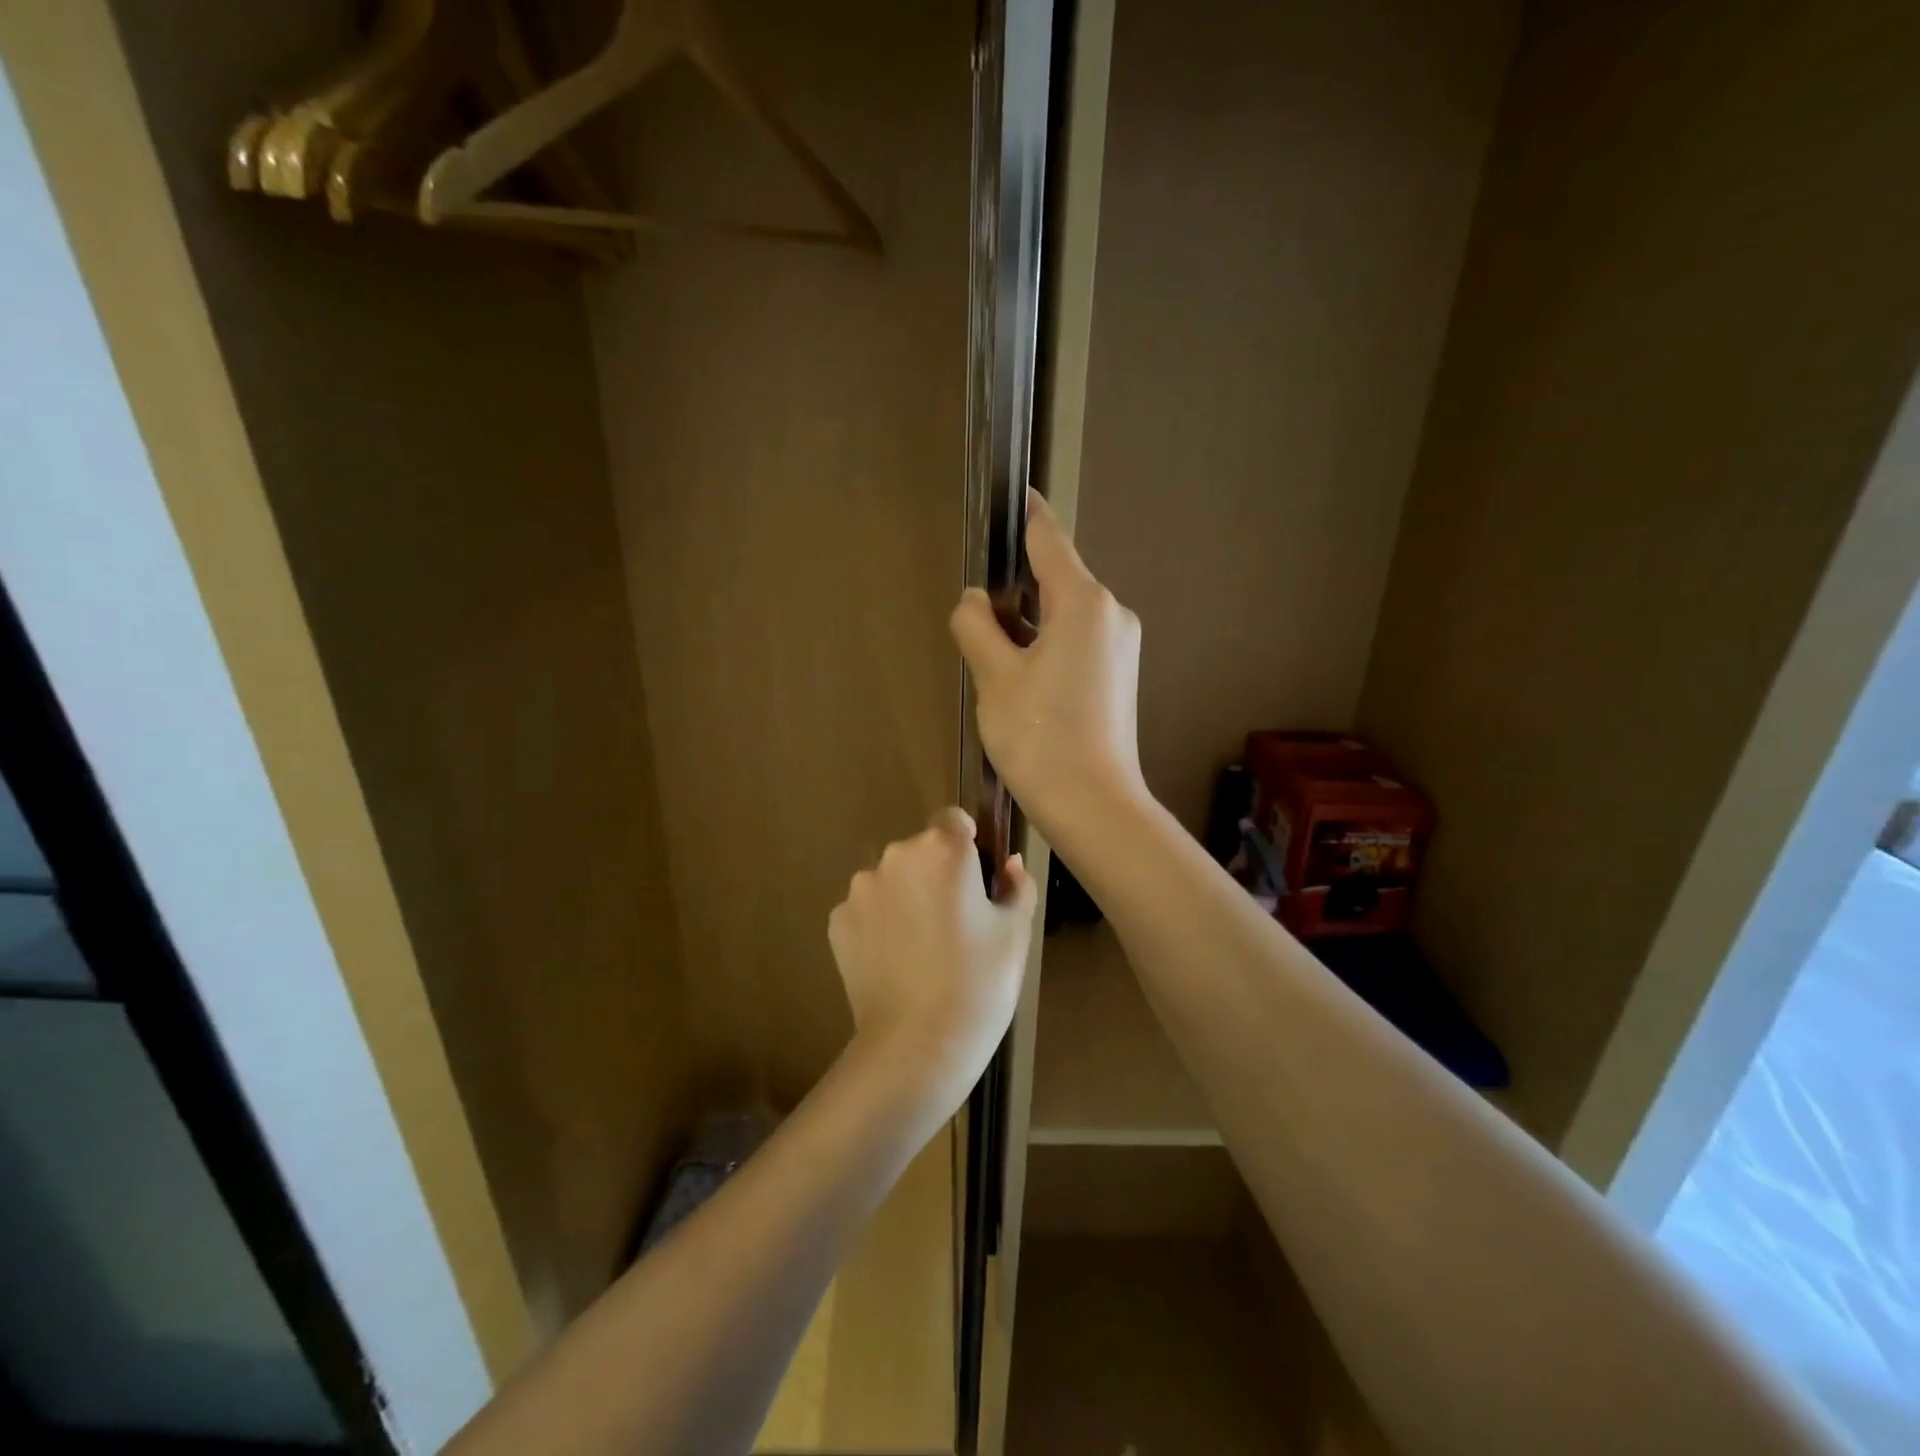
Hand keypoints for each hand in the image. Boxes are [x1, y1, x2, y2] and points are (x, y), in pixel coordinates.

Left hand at [828, 808, 1036, 1106]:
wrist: (917, 1047)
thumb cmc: (979, 984)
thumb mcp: (1015, 933)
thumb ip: (1017, 885)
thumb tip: (1009, 864)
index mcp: (943, 850)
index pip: (953, 820)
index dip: (967, 846)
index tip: (977, 883)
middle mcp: (895, 856)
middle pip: (921, 851)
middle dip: (937, 874)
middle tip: (957, 924)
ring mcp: (860, 889)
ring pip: (892, 880)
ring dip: (906, 898)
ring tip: (923, 949)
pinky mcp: (837, 922)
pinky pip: (867, 910)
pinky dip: (880, 925)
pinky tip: (896, 964)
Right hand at [948, 491, 1148, 838]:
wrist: (1093, 805)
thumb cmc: (1039, 736)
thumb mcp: (994, 677)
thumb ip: (977, 626)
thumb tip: (974, 602)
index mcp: (1084, 602)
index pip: (1048, 539)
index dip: (1025, 515)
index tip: (1010, 494)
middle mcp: (1112, 613)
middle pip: (1056, 579)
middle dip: (1016, 587)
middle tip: (975, 612)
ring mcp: (1121, 645)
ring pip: (1065, 614)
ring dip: (1029, 622)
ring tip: (991, 654)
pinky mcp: (1120, 674)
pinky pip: (1078, 641)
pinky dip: (1047, 644)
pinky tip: (1022, 678)